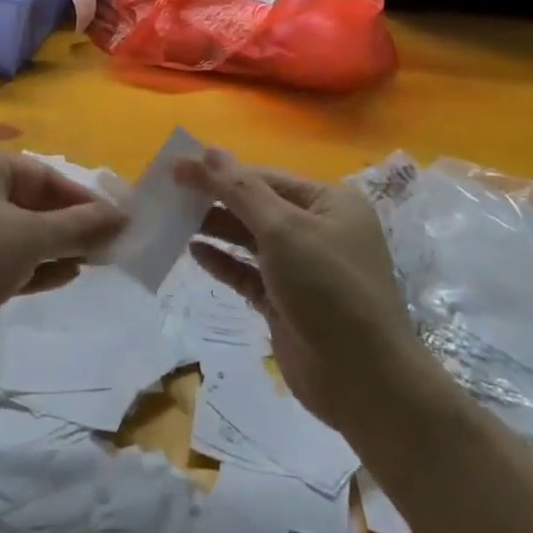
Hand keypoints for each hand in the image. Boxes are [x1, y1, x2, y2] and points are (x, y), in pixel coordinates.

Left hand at [0, 143, 125, 371]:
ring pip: (23, 232)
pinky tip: (67, 277)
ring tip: (98, 261)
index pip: (45, 174)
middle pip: (34, 202)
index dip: (83, 197)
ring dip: (58, 246)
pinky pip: (8, 258)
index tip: (117, 219)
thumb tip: (124, 216)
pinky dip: (36, 266)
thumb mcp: (31, 236)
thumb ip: (80, 226)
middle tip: (111, 244)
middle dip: (71, 224)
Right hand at [175, 149, 408, 427]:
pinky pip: (248, 273)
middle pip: (256, 206)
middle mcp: (318, 230)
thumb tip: (208, 150)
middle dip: (215, 199)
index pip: (265, 177)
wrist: (364, 381)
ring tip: (173, 219)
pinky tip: (194, 252)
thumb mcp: (283, 230)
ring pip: (250, 239)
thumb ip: (241, 190)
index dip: (220, 171)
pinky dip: (223, 262)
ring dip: (215, 228)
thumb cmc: (328, 288)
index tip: (177, 168)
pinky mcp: (286, 303)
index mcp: (329, 203)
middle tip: (169, 194)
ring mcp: (302, 269)